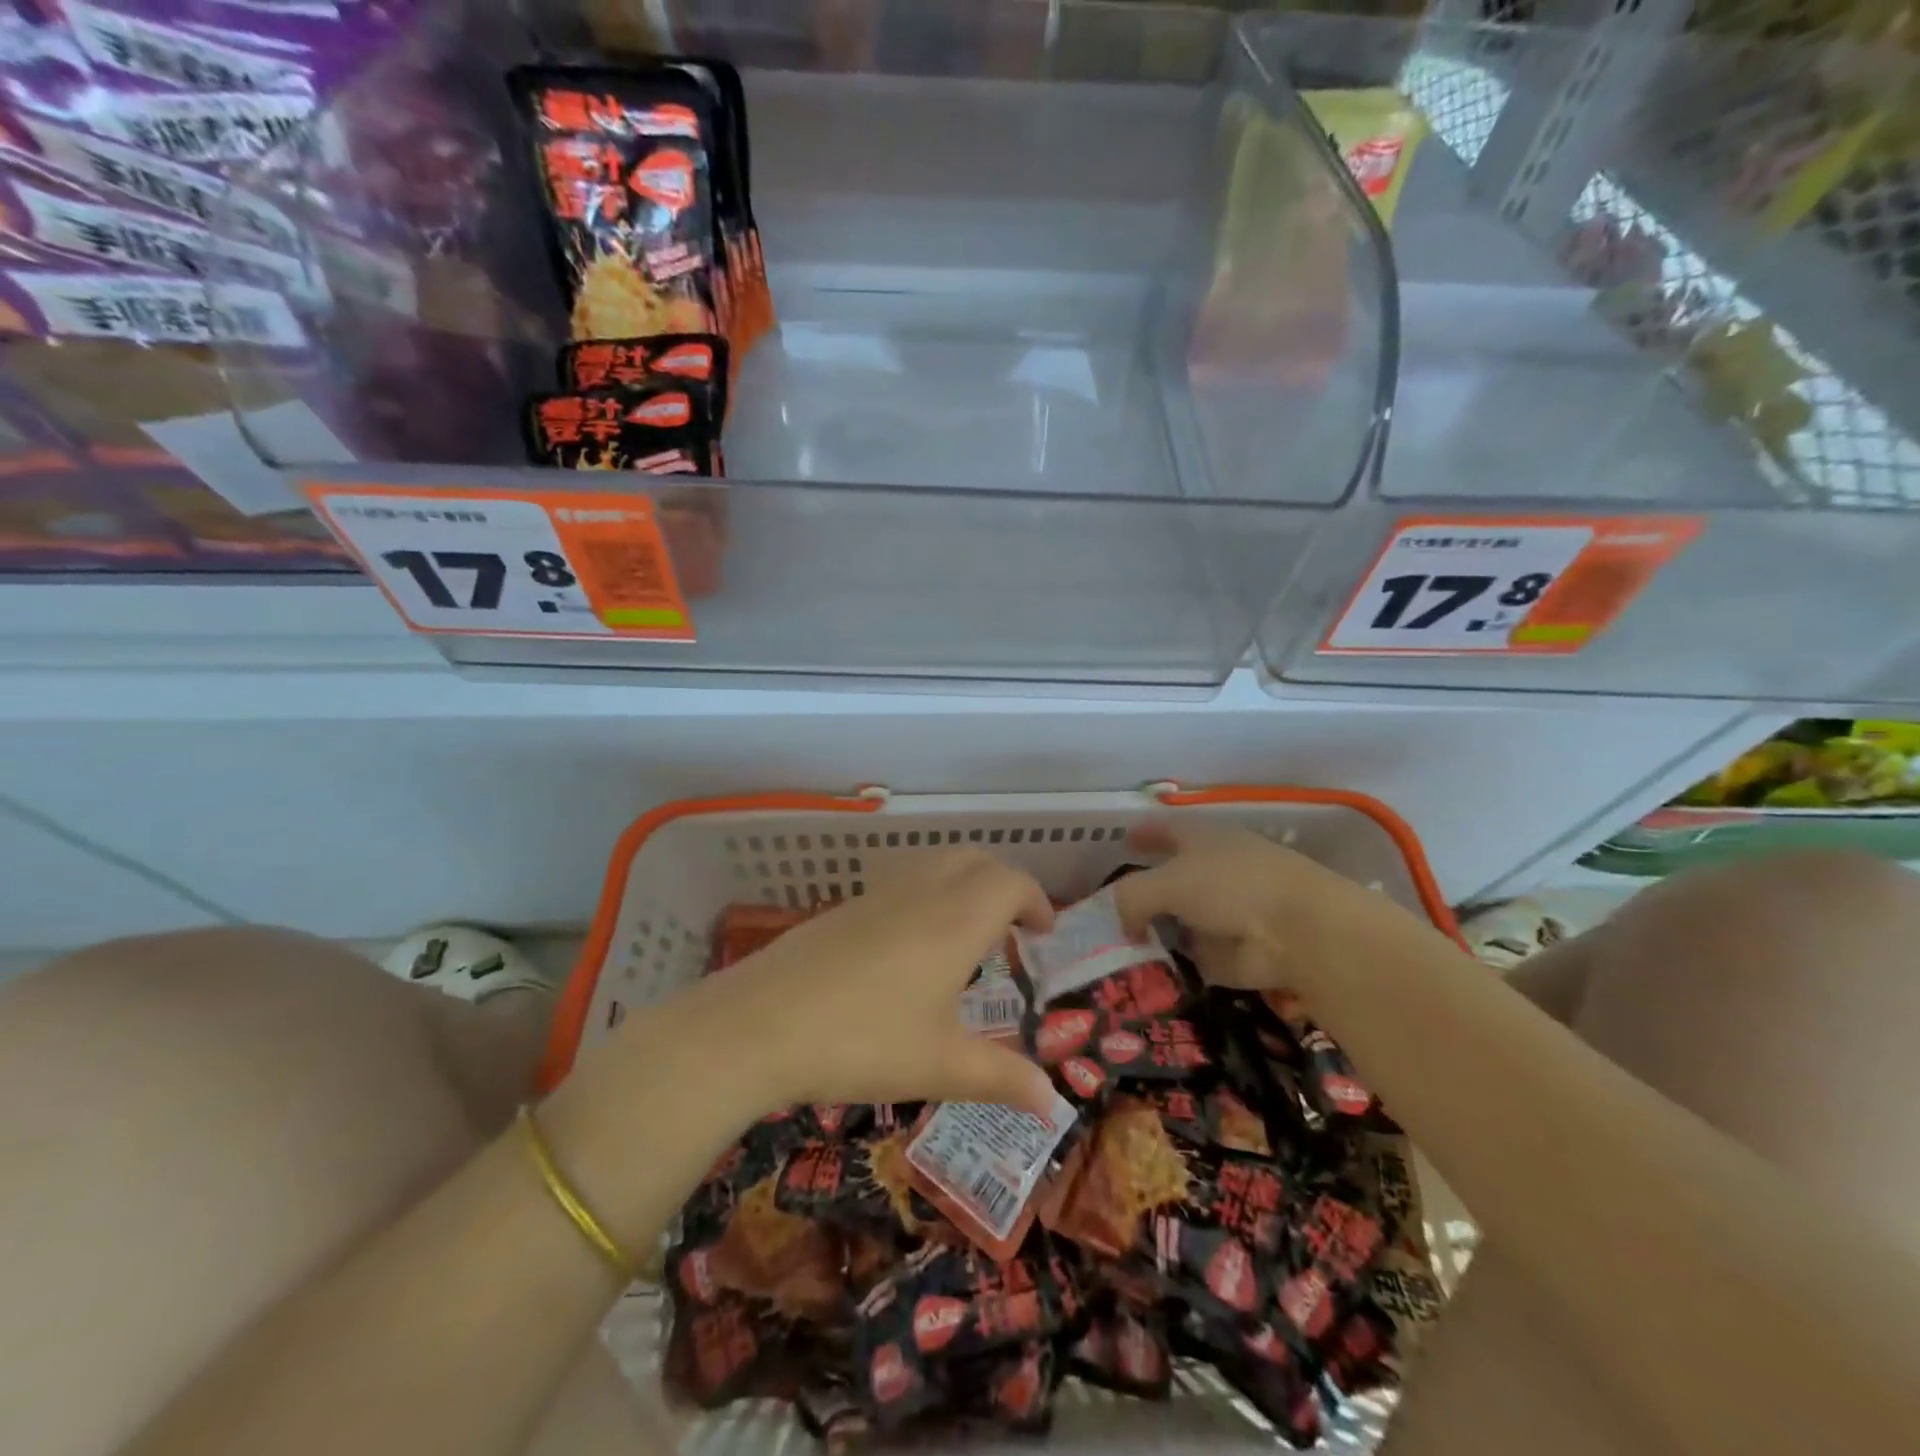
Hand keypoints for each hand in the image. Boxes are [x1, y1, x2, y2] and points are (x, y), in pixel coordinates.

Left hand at [696, 849, 1058, 1115]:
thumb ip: (1003, 1078)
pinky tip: (909, 946)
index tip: (1043, 932)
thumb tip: (1053, 1103)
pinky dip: (926, 893)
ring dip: (963, 882)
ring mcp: (878, 894)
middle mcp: (923, 893)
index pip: (1011, 882)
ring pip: (935, 863)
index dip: (1036, 899)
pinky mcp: (844, 907)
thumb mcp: (941, 1066)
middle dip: (1003, 883)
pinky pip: (902, 880)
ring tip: (965, 932)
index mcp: (957, 920)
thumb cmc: (864, 1042)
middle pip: (976, 860)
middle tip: (1012, 927)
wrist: (760, 1024)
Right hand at [1110, 822, 1400, 995]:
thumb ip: (1131, 896)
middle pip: (1169, 877)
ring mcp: (1225, 912)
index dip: (1143, 834)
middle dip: (1143, 890)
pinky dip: (1173, 962)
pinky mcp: (1233, 951)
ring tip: (1116, 945)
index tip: (1122, 840)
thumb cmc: (1232, 887)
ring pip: (1179, 918)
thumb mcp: (1166, 881)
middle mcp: (1214, 870)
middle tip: (1107, 907)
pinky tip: (1144, 972)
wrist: (1300, 933)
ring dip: (1156, 930)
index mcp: (1202, 838)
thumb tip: (1124, 923)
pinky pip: (1192, 954)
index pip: (1165, 829)